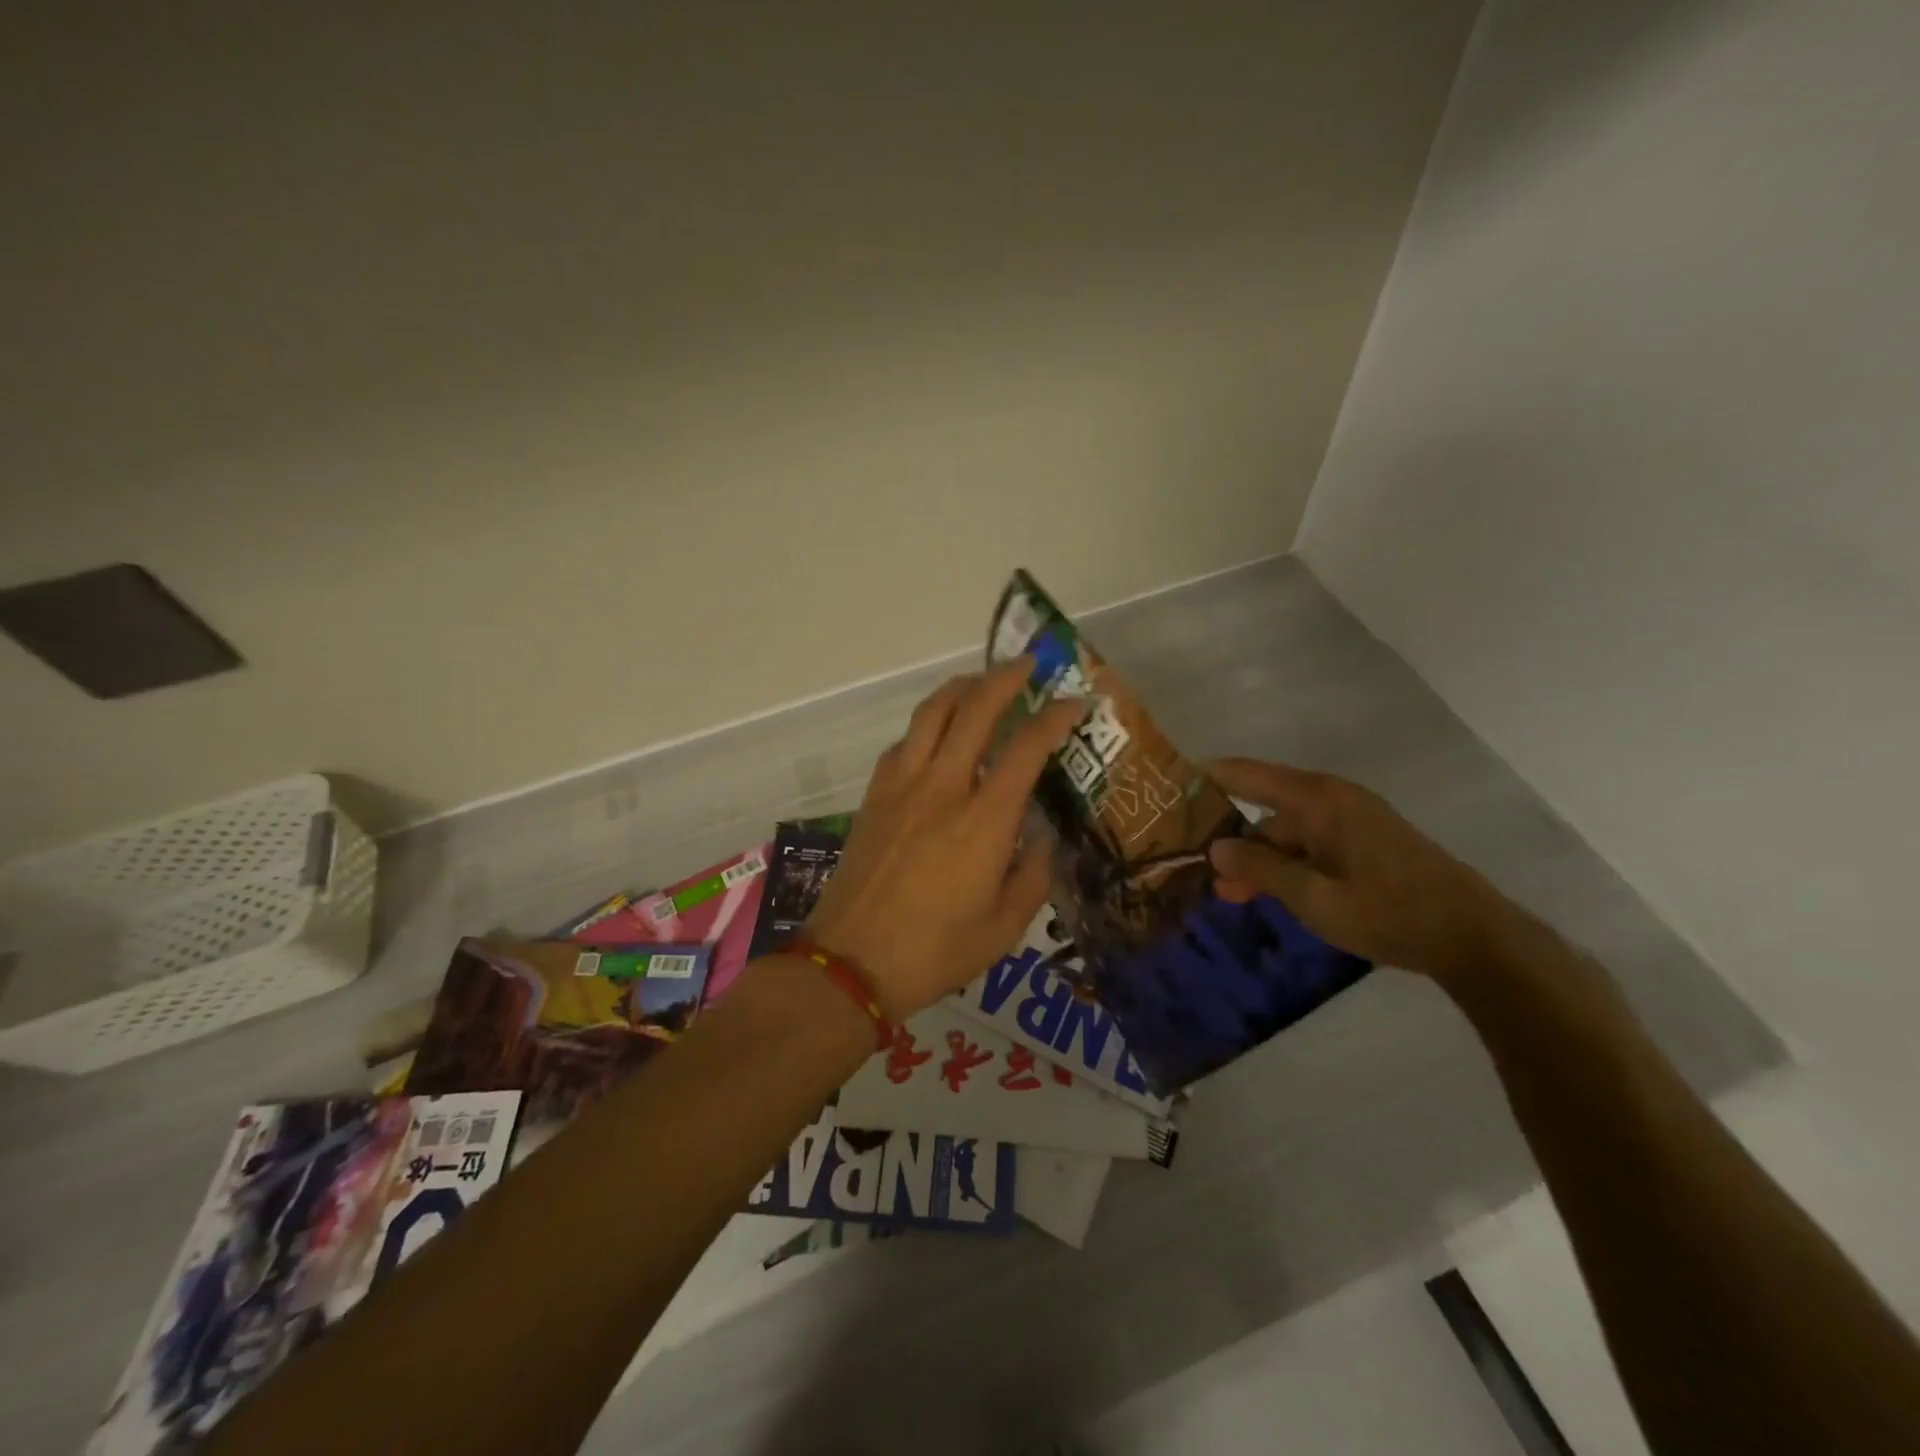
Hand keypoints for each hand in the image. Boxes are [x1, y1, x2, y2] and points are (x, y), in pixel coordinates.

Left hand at [804, 659, 1088, 1019]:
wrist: (851, 962)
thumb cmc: (935, 952)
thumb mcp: (1004, 927)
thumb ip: (1033, 876)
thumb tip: (1040, 840)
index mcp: (983, 820)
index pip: (1026, 748)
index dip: (1055, 717)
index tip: (1076, 702)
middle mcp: (942, 788)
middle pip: (974, 710)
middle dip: (1006, 678)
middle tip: (1028, 664)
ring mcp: (901, 787)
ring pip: (931, 714)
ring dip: (961, 688)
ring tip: (980, 681)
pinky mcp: (874, 796)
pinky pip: (904, 742)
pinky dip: (928, 724)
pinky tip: (937, 734)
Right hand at [1205, 758, 1521, 980]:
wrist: (1474, 938)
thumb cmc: (1387, 911)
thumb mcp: (1313, 897)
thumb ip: (1260, 868)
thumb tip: (1215, 847)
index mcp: (1318, 800)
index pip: (1247, 774)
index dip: (1207, 777)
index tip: (1169, 788)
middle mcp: (1332, 799)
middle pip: (1265, 807)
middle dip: (1230, 837)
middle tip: (1196, 865)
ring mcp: (1351, 820)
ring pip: (1287, 831)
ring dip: (1259, 858)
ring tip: (1230, 892)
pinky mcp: (1365, 842)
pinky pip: (1310, 843)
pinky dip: (1287, 863)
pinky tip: (1271, 892)